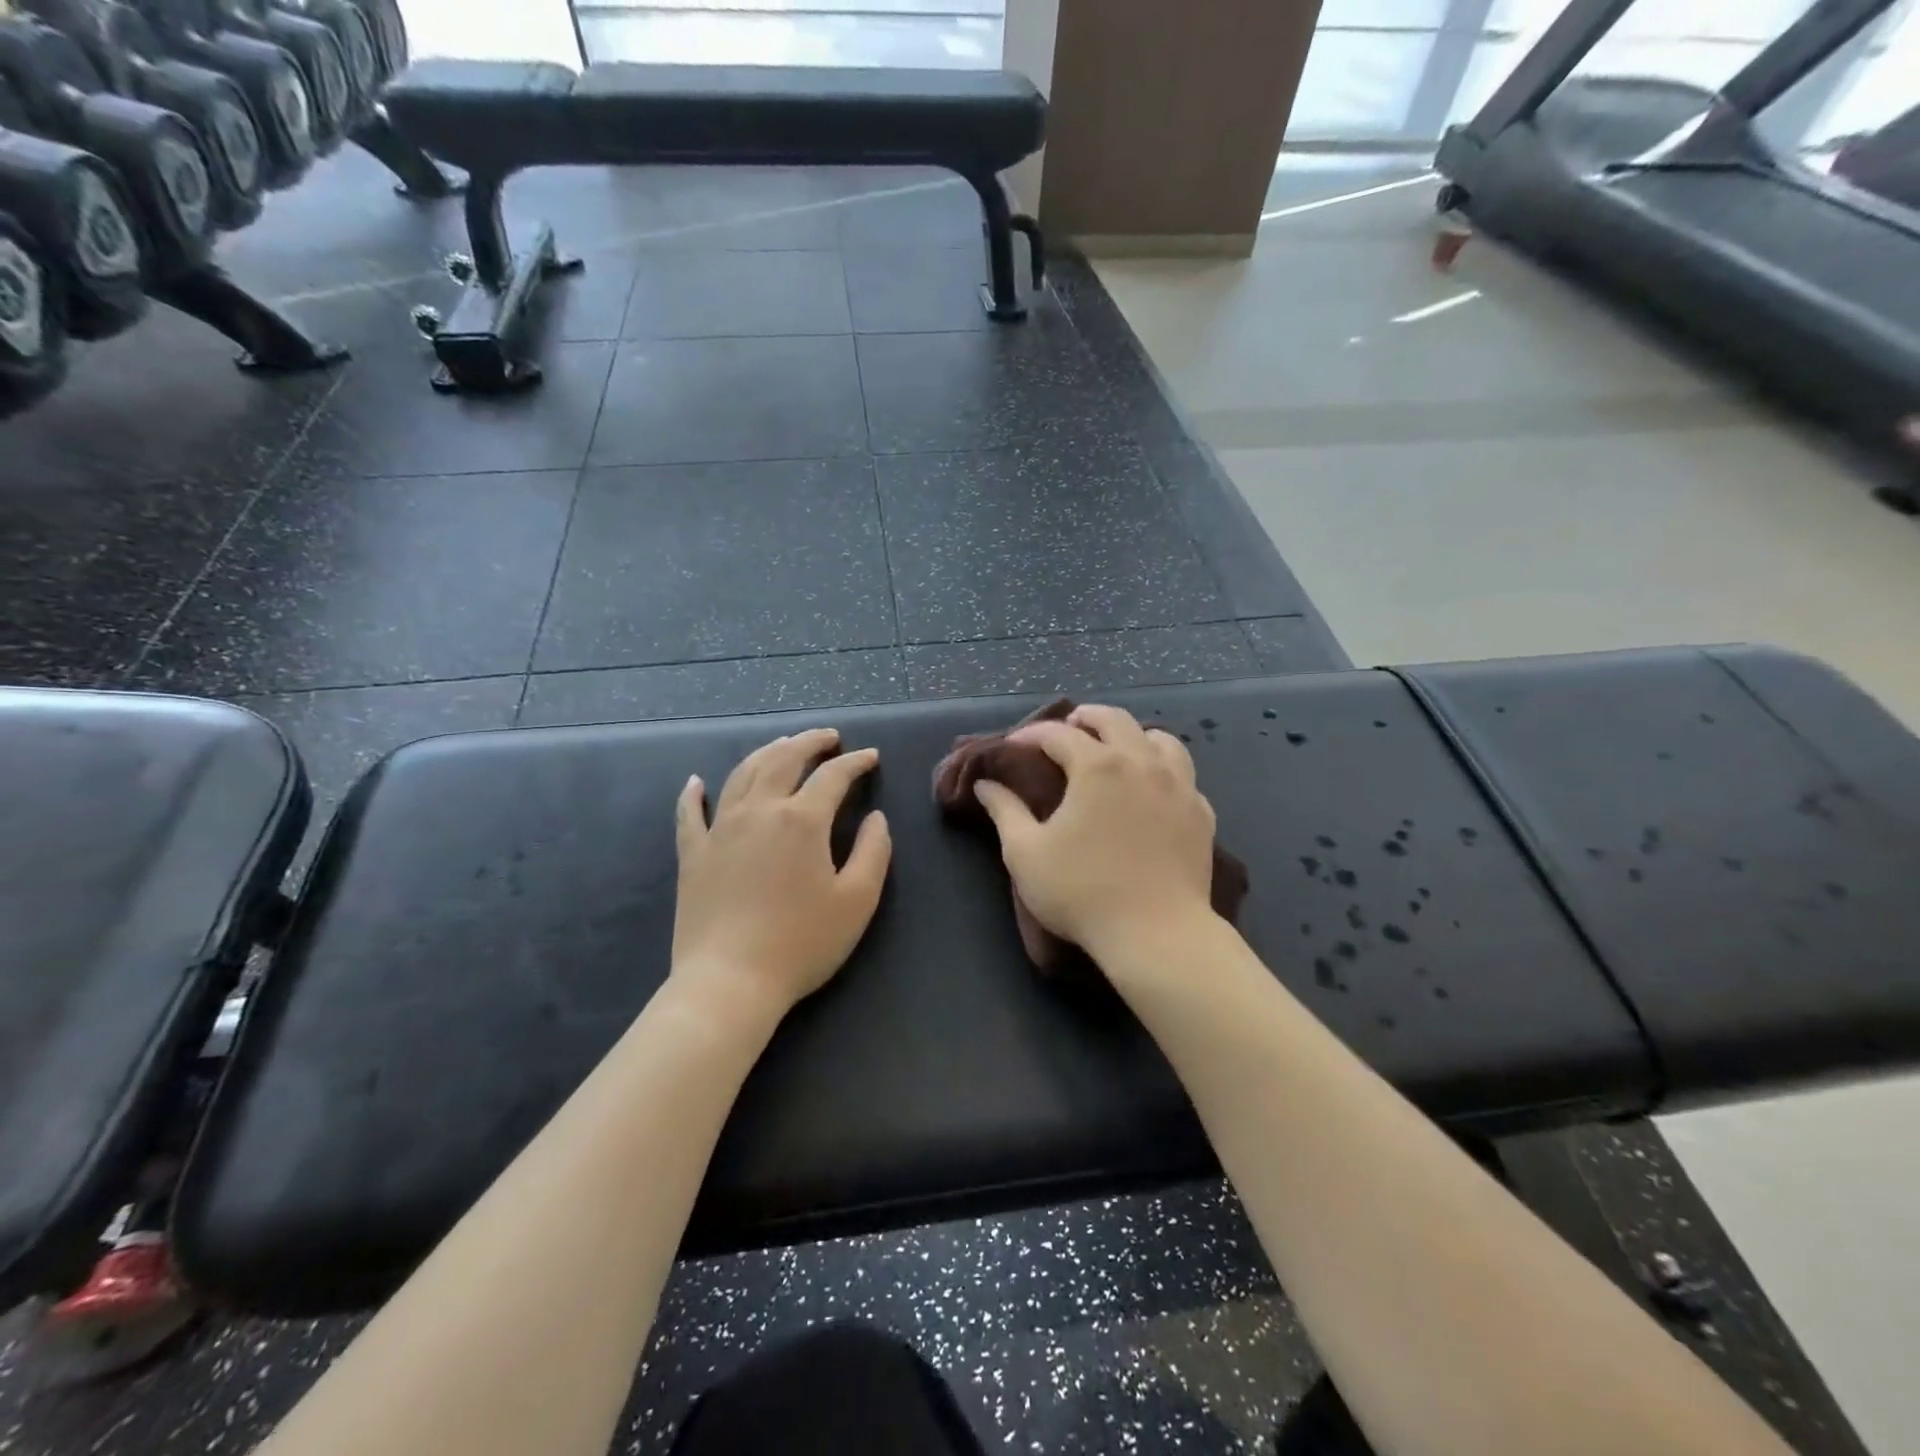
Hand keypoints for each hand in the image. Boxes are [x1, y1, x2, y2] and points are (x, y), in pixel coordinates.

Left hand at [672, 728, 890, 1023]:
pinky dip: (694, 793)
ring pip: (742, 774)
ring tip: (783, 744)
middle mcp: (759, 810)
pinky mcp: (693, 853)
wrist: (730, 982)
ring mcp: (720, 829)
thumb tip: (876, 818)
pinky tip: (696, 781)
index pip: (833, 776)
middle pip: (784, 759)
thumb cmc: (802, 943)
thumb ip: (874, 852)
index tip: (871, 757)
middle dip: (810, 742)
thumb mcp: (857, 901)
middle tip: (828, 737)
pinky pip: (690, 813)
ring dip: (766, 752)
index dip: (856, 762)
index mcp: (802, 820)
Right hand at [973, 705, 1218, 962]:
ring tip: (1117, 749)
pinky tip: (1152, 789)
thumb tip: (986, 784)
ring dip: (1133, 735)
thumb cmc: (1082, 892)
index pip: (1058, 733)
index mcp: (1097, 766)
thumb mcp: (1026, 853)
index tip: (1013, 746)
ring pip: (1160, 740)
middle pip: (1115, 720)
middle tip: (1068, 727)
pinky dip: (1163, 770)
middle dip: (1086, 718)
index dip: (1031, 734)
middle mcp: (1141, 763)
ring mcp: (1179, 786)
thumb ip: (1005, 811)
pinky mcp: (1201, 813)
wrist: (1157, 934)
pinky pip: (1183, 775)